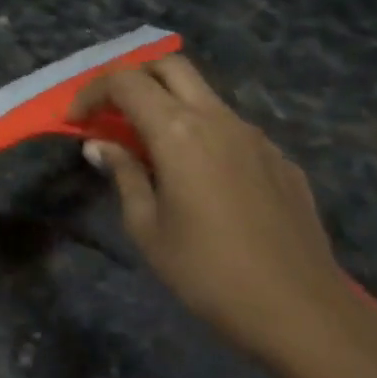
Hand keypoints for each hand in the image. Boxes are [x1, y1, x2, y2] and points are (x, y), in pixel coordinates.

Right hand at [71, 55, 376, 374]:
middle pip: (170, 67)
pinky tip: (199, 180)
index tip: (76, 120)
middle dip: (133, 79)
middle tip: (111, 113)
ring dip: (169, 106)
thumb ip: (123, 174)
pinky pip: (232, 129)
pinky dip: (202, 134)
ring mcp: (256, 137)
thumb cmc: (207, 271)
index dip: (92, 92)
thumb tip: (100, 145)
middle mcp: (219, 120)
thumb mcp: (146, 227)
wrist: (301, 310)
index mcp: (179, 132)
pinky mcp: (280, 160)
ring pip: (204, 96)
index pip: (126, 82)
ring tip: (149, 149)